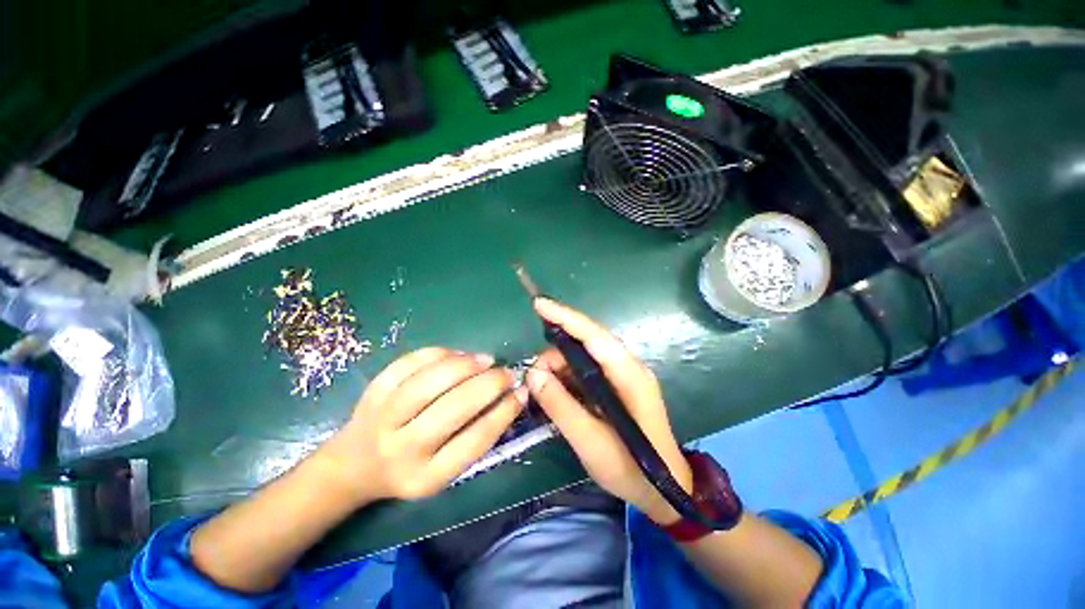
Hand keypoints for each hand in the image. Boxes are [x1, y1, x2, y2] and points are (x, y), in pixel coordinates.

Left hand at [318, 348, 527, 501]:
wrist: (353, 466)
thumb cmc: (410, 468)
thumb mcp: (444, 470)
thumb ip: (477, 436)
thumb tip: (512, 395)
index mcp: (426, 477)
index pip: (474, 441)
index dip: (504, 412)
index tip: (521, 392)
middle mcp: (403, 449)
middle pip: (453, 408)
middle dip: (489, 384)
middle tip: (506, 373)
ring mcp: (383, 417)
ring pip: (430, 381)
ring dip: (465, 365)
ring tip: (486, 360)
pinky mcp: (373, 391)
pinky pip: (410, 362)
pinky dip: (439, 353)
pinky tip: (457, 355)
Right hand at [526, 298, 692, 524]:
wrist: (664, 489)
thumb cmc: (631, 469)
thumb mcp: (590, 442)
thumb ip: (560, 406)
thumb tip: (533, 375)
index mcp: (629, 375)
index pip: (594, 336)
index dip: (566, 317)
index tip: (539, 304)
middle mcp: (628, 366)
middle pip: (587, 342)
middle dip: (556, 353)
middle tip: (534, 377)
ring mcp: (624, 374)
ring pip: (585, 355)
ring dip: (560, 366)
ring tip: (544, 389)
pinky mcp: (618, 384)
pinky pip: (588, 369)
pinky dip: (569, 375)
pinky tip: (557, 390)